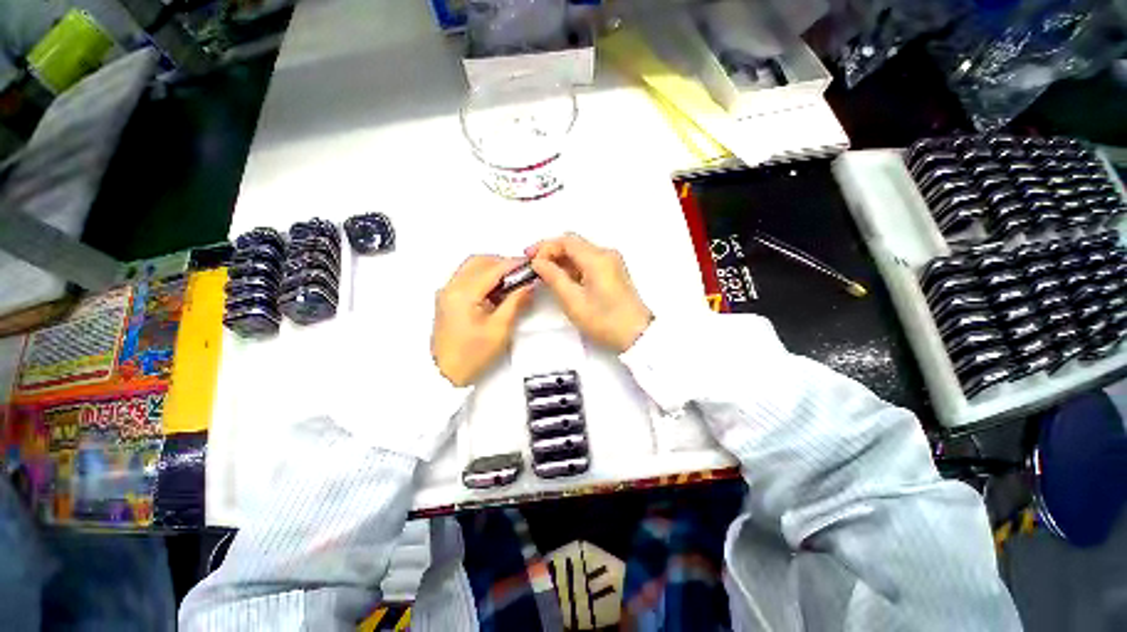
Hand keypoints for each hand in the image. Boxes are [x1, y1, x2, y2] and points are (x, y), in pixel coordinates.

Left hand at [432, 256, 533, 386]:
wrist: (445, 374)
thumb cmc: (470, 356)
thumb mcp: (499, 329)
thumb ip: (515, 302)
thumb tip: (528, 286)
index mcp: (463, 294)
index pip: (493, 269)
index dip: (514, 264)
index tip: (530, 266)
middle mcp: (451, 288)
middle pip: (480, 262)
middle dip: (503, 263)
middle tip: (522, 273)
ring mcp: (447, 293)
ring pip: (472, 268)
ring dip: (493, 270)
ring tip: (512, 282)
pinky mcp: (447, 300)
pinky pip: (467, 278)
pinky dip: (484, 278)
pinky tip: (496, 291)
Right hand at [529, 233, 652, 352]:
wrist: (636, 334)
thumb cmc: (605, 320)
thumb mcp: (573, 301)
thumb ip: (553, 277)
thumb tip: (539, 262)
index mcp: (597, 258)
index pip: (566, 240)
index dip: (545, 246)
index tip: (530, 259)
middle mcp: (606, 254)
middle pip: (573, 243)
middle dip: (551, 251)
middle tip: (534, 265)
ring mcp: (611, 262)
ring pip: (580, 252)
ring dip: (562, 260)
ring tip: (545, 274)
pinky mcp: (613, 272)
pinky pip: (588, 262)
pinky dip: (573, 267)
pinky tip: (563, 279)